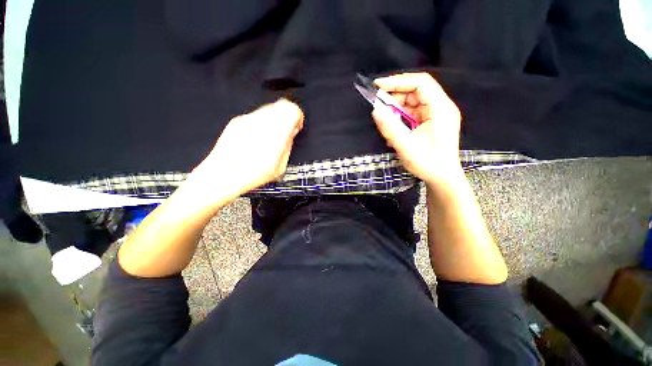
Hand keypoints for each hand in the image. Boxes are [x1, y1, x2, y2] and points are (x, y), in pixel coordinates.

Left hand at [189, 99, 303, 202]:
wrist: (223, 175)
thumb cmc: (252, 174)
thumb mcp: (280, 166)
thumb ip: (288, 146)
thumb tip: (291, 134)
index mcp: (276, 131)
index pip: (292, 109)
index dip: (297, 117)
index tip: (296, 127)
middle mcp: (262, 120)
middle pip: (281, 106)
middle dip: (286, 117)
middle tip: (285, 132)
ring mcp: (248, 119)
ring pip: (268, 109)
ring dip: (274, 120)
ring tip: (271, 137)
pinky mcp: (237, 121)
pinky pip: (255, 115)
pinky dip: (261, 122)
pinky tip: (257, 138)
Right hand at [371, 72, 462, 185]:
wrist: (442, 178)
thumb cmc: (427, 163)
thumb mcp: (405, 146)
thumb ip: (390, 128)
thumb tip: (375, 110)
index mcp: (440, 109)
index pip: (420, 83)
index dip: (398, 81)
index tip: (378, 86)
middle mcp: (440, 107)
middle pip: (416, 90)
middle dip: (395, 96)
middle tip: (378, 105)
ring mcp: (436, 114)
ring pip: (413, 102)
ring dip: (397, 109)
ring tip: (385, 121)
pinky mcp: (431, 122)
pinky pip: (413, 113)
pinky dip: (401, 117)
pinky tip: (394, 128)